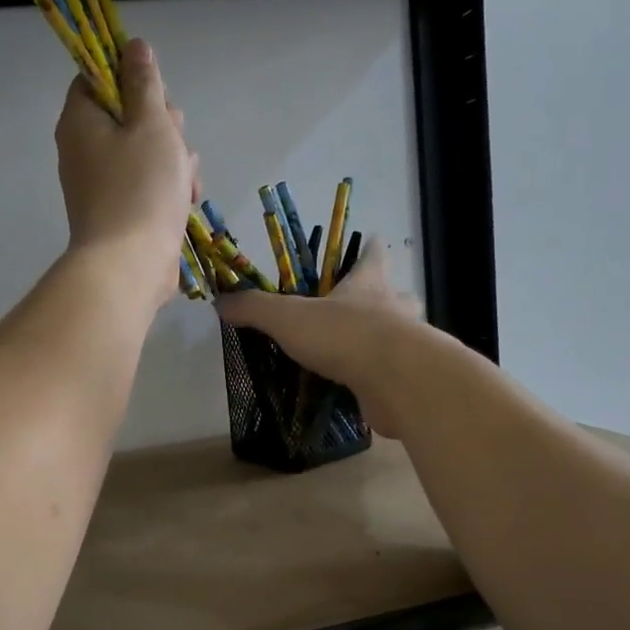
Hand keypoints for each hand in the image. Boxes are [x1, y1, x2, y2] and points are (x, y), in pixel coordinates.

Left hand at [55, 38, 198, 313]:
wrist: (130, 266)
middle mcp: (84, 149)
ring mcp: (101, 184)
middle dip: (163, 126)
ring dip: (174, 160)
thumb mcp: (151, 124)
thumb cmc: (141, 189)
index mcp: (81, 120)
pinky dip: (168, 188)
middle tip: (175, 143)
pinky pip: (147, 184)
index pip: (97, 78)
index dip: (131, 79)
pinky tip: (187, 201)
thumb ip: (144, 83)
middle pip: (128, 115)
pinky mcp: (120, 211)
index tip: (157, 96)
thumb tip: (133, 46)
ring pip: (145, 152)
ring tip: (187, 182)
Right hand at [214, 238, 427, 437]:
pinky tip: (364, 387)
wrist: (397, 380)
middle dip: (382, 298)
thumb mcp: (288, 317)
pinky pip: (395, 373)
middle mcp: (394, 308)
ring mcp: (408, 344)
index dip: (369, 248)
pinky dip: (381, 377)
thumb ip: (255, 309)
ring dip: (384, 339)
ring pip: (400, 334)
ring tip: (359, 351)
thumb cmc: (344, 334)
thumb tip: (221, 302)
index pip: (373, 255)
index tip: (371, 241)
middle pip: (394, 294)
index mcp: (368, 283)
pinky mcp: (409, 378)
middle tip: (361, 308)